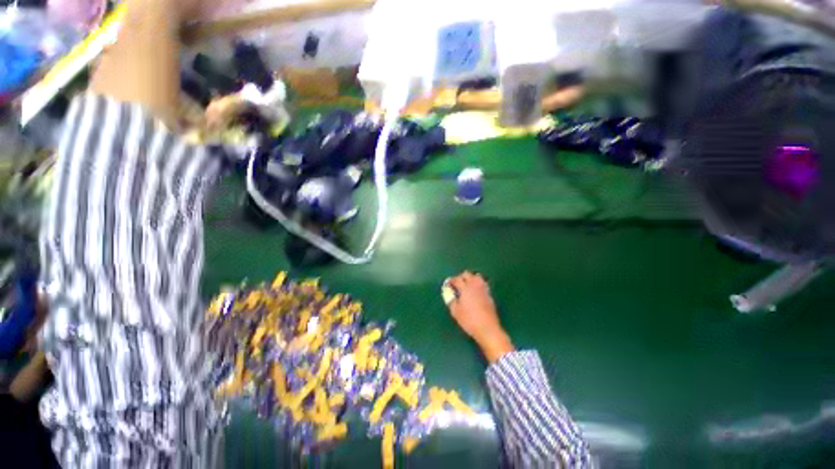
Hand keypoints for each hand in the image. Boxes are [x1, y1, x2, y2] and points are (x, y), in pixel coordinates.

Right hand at [446, 272, 513, 362]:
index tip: (448, 284)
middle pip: (467, 274)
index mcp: (465, 288)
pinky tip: (474, 291)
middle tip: (456, 285)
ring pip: (476, 276)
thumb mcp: (455, 312)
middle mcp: (475, 285)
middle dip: (460, 277)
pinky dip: (477, 283)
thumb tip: (449, 293)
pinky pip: (482, 283)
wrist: (488, 329)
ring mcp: (483, 289)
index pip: (457, 279)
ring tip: (466, 286)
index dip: (451, 281)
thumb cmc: (469, 320)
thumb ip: (451, 300)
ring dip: (470, 278)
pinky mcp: (489, 294)